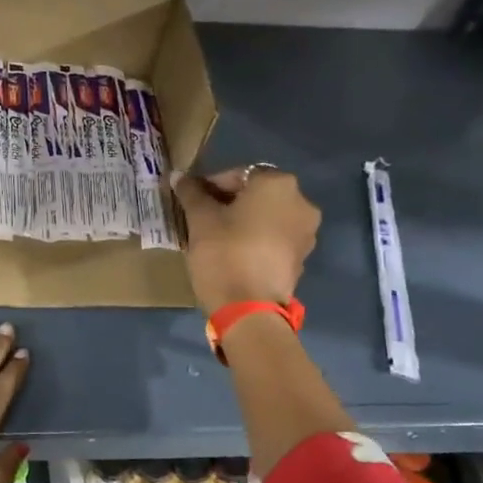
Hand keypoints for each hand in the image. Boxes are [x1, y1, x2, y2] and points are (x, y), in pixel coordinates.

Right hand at [172, 165, 320, 314]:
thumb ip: (191, 193)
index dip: (209, 185)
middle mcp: (301, 201)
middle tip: (200, 217)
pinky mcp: (302, 257)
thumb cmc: (224, 252)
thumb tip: (177, 175)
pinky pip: (274, 237)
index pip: (237, 174)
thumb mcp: (200, 219)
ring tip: (215, 235)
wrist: (249, 309)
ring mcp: (306, 231)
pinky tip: (233, 252)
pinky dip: (255, 238)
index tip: (190, 201)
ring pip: (266, 216)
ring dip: (242, 220)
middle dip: (228, 202)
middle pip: (255, 193)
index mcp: (277, 183)